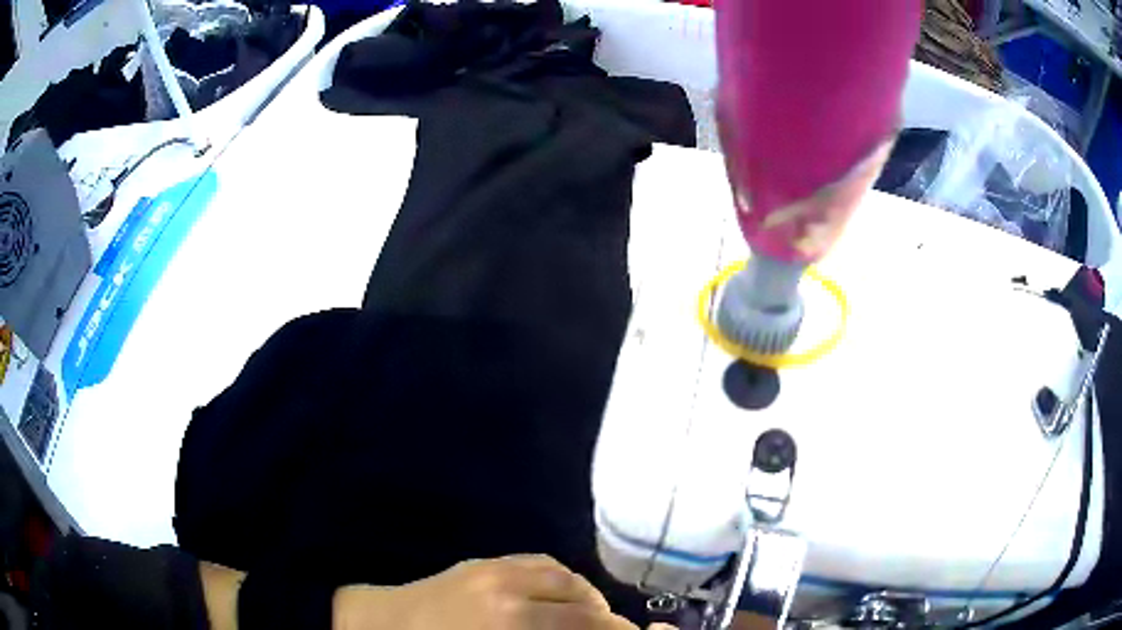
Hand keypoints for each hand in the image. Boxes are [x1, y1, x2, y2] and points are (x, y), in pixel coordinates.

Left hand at [333, 555, 638, 629]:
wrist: (384, 624)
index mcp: (510, 623)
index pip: (580, 625)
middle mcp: (509, 591)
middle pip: (579, 604)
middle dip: (606, 619)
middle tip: (619, 629)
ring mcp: (494, 569)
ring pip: (563, 576)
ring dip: (587, 594)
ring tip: (595, 611)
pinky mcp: (482, 560)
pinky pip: (537, 560)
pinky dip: (560, 575)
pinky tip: (563, 590)